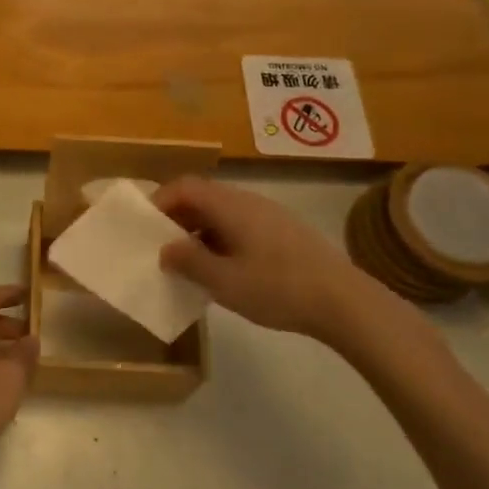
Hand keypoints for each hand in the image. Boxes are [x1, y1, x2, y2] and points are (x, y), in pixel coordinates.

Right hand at [154, 177, 392, 348]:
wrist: (344, 302)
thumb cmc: (278, 288)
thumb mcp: (225, 282)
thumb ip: (190, 262)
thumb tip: (165, 248)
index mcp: (230, 206)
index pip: (185, 187)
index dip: (160, 201)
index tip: (144, 226)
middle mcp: (248, 201)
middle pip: (203, 196)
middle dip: (177, 217)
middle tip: (161, 245)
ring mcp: (269, 215)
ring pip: (222, 212)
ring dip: (199, 230)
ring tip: (188, 261)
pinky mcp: (283, 232)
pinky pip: (239, 224)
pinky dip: (220, 238)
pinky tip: (223, 268)